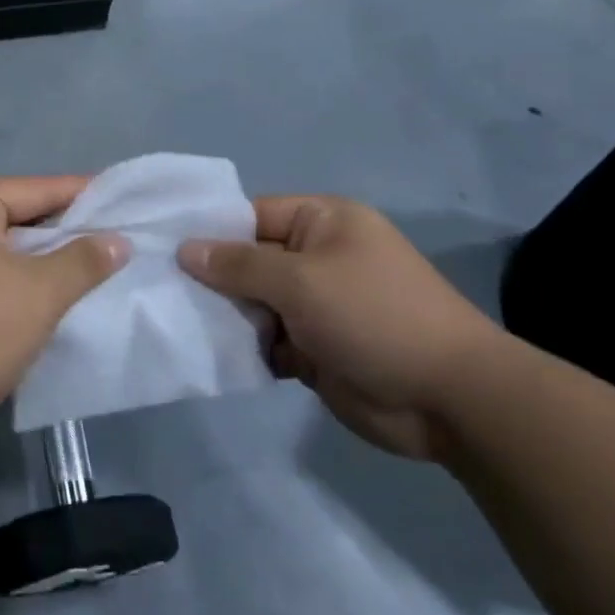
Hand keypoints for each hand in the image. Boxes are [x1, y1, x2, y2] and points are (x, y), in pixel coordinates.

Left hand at [0, 177, 128, 449]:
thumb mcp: (38, 292)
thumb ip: (83, 261)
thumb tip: (117, 240)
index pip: (37, 188)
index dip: (84, 194)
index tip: (127, 201)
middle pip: (22, 218)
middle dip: (69, 233)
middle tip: (122, 240)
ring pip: (9, 255)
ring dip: (49, 266)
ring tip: (103, 273)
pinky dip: (26, 290)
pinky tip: (62, 305)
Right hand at [179, 196, 507, 460]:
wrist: (450, 399)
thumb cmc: (373, 316)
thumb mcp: (301, 281)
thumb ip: (239, 265)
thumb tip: (185, 249)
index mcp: (323, 222)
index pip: (253, 215)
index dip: (212, 230)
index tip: (164, 247)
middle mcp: (318, 257)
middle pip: (251, 260)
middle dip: (215, 278)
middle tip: (164, 290)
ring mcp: (319, 304)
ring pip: (257, 302)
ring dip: (229, 316)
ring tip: (184, 324)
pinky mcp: (318, 347)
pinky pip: (270, 338)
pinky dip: (249, 347)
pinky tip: (218, 355)